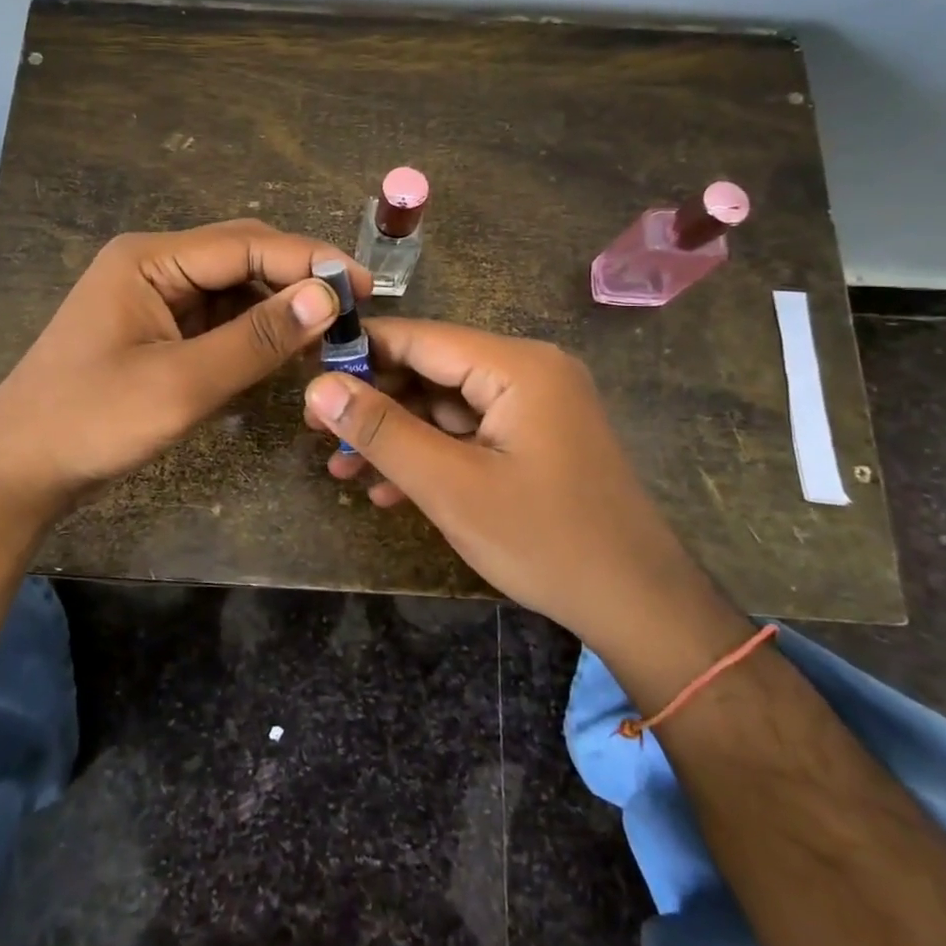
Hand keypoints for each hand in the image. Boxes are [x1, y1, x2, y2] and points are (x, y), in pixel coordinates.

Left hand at [0, 220, 367, 520]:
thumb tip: (327, 297)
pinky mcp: (157, 330)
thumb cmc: (91, 421)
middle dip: (298, 281)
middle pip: (242, 258)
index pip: (247, 244)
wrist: (18, 471)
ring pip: (234, 290)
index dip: (310, 261)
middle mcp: (153, 265)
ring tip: (330, 336)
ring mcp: (153, 298)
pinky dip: (254, 333)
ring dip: (280, 309)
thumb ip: (257, 338)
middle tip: (355, 312)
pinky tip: (286, 351)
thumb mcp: (182, 383)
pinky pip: (218, 320)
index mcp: (149, 258)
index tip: (364, 288)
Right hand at [302, 319, 698, 640]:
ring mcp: (536, 406)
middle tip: (318, 431)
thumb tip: (318, 386)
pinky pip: (470, 432)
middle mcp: (529, 371)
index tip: (306, 373)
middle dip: (375, 403)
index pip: (421, 338)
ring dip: (397, 437)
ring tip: (342, 469)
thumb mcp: (450, 486)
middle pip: (433, 371)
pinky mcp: (536, 438)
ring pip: (446, 406)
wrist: (638, 606)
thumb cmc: (544, 540)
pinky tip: (388, 490)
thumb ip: (381, 431)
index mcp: (517, 366)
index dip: (360, 352)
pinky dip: (432, 454)